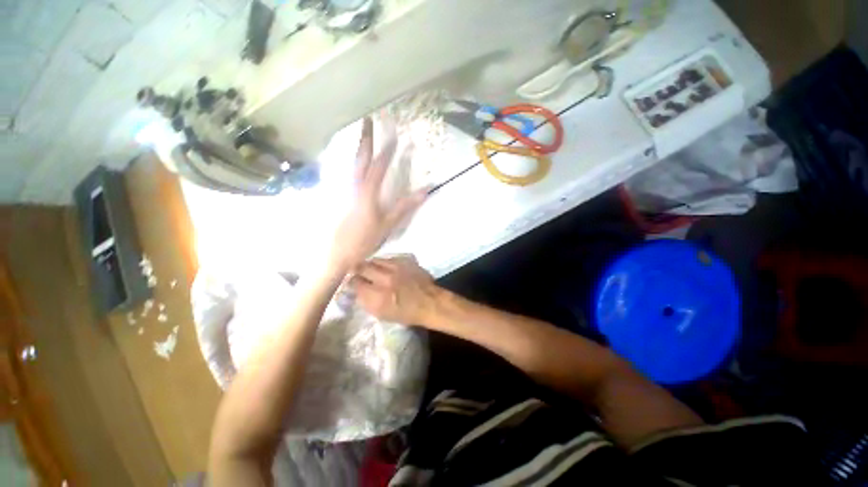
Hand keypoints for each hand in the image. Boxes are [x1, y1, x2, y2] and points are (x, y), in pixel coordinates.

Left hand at [330, 117, 427, 268]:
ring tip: (362, 136)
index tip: (394, 135)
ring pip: (351, 163)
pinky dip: (352, 162)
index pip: (379, 166)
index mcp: (367, 191)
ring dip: (358, 148)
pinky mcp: (339, 196)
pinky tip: (354, 163)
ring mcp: (344, 190)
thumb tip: (425, 191)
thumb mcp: (388, 224)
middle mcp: (354, 185)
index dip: (387, 150)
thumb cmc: (364, 239)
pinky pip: (347, 173)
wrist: (337, 253)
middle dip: (366, 138)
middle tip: (367, 120)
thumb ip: (405, 206)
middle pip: (361, 157)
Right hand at [350, 256, 439, 324]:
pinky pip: (388, 258)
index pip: (355, 282)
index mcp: (377, 296)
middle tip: (359, 274)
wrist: (430, 302)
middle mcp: (384, 279)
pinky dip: (384, 263)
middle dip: (357, 270)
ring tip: (373, 270)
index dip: (351, 282)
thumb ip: (366, 300)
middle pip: (361, 267)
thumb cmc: (406, 313)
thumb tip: (356, 289)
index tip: (353, 283)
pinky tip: (387, 268)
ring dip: (371, 265)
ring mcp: (396, 267)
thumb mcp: (382, 314)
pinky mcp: (405, 260)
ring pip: (374, 260)